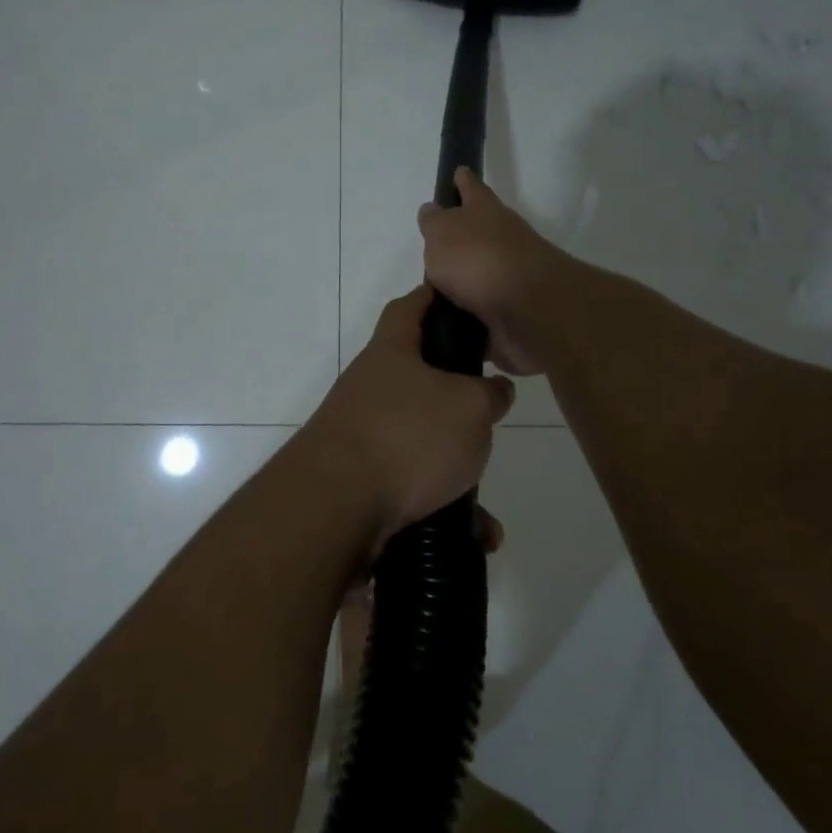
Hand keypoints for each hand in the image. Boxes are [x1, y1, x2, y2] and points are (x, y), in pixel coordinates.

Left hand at [304, 286, 514, 542]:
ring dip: (455, 469)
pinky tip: (477, 536)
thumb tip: (495, 390)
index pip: (410, 307)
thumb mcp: (468, 406)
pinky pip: (413, 489)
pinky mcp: (361, 482)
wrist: (336, 507)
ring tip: (486, 498)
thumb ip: (489, 394)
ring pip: (420, 443)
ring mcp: (362, 436)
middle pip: (417, 379)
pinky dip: (444, 509)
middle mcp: (370, 389)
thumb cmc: (408, 436)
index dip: (435, 296)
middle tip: (488, 412)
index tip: (461, 299)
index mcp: (391, 354)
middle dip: (455, 398)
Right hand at [418, 168, 574, 374]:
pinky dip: (469, 320)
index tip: (458, 172)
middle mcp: (502, 239)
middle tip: (434, 251)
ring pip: (480, 275)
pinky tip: (448, 328)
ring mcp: (510, 277)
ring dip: (463, 285)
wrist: (527, 309)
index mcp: (485, 212)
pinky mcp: (512, 313)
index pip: (471, 188)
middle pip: (479, 234)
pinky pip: (483, 314)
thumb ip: (434, 222)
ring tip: (432, 297)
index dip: (463, 181)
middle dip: (460, 240)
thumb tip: (433, 211)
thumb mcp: (442, 233)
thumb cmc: (477, 259)